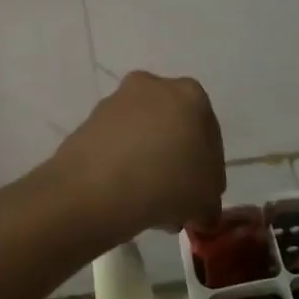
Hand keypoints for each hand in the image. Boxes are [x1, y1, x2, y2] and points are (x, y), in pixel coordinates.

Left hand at [50, 72, 223, 241]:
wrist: (97, 187)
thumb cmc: (167, 182)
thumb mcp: (206, 200)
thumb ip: (209, 201)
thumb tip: (201, 211)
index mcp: (190, 95)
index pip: (210, 135)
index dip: (209, 171)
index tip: (203, 197)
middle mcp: (153, 86)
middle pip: (173, 131)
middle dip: (177, 165)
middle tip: (178, 203)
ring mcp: (116, 103)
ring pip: (143, 137)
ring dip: (150, 166)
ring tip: (150, 206)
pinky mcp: (88, 122)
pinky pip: (116, 146)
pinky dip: (123, 166)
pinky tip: (125, 197)